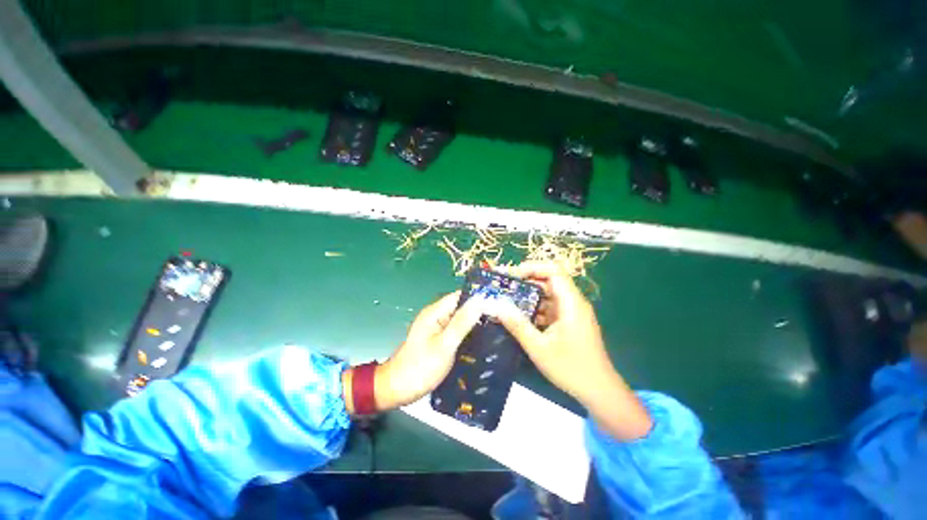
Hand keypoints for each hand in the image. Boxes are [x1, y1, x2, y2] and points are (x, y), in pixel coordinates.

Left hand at [343, 291, 486, 412]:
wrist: (397, 389)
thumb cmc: (420, 367)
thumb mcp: (444, 345)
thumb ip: (462, 323)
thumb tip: (480, 301)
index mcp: (435, 312)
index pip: (460, 296)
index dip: (478, 296)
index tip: (499, 301)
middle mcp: (436, 316)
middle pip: (461, 307)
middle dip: (480, 310)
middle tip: (502, 317)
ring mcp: (437, 328)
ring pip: (460, 319)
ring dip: (475, 322)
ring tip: (498, 327)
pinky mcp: (438, 339)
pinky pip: (457, 331)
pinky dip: (468, 333)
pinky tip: (482, 340)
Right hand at [493, 261, 652, 439]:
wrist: (600, 392)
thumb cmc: (571, 368)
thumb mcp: (539, 348)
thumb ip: (517, 325)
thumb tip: (496, 307)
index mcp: (570, 303)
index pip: (553, 270)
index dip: (532, 267)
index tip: (511, 276)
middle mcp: (572, 302)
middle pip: (548, 281)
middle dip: (525, 282)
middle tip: (503, 288)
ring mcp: (571, 313)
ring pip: (547, 295)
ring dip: (528, 297)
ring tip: (506, 302)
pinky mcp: (569, 322)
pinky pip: (549, 308)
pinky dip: (534, 310)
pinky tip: (518, 318)